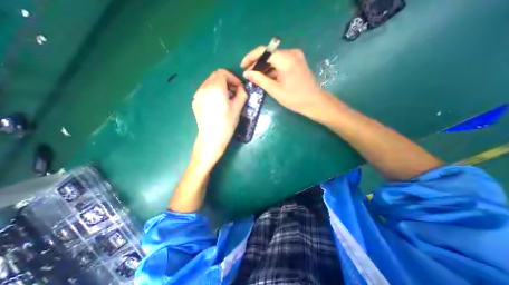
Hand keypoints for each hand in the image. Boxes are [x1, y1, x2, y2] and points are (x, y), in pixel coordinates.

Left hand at [191, 69, 245, 167]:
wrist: (212, 138)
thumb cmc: (226, 123)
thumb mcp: (238, 108)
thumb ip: (242, 93)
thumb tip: (241, 88)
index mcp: (215, 88)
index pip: (222, 73)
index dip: (232, 78)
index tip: (238, 88)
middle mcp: (203, 88)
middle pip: (215, 77)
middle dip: (226, 82)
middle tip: (234, 94)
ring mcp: (197, 95)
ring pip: (209, 83)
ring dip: (219, 87)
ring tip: (226, 100)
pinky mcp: (195, 102)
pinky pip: (204, 91)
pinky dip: (212, 93)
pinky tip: (217, 105)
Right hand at [241, 46, 334, 118]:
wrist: (314, 102)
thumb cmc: (294, 98)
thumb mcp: (275, 90)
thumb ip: (259, 79)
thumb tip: (246, 73)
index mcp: (286, 59)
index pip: (263, 51)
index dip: (251, 57)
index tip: (242, 66)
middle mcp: (291, 53)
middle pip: (269, 54)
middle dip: (257, 64)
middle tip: (249, 75)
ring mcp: (296, 56)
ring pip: (275, 58)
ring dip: (265, 67)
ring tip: (256, 77)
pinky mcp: (297, 61)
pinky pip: (281, 62)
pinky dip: (273, 69)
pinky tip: (267, 77)